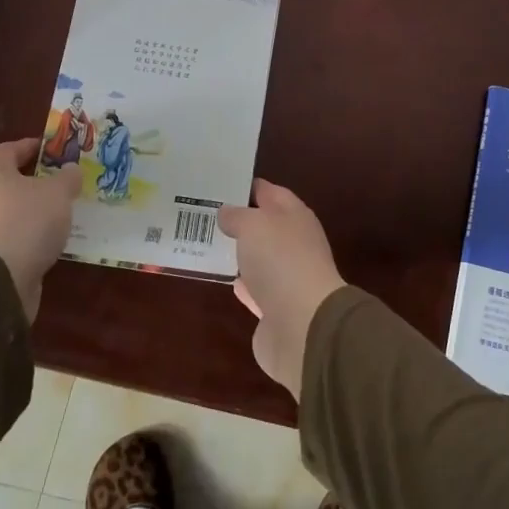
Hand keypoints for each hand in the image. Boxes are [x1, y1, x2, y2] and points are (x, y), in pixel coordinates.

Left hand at [0, 138, 80, 318]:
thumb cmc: (27, 223)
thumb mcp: (59, 194)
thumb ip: (67, 178)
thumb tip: (70, 169)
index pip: (7, 149)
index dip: (28, 147)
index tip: (48, 150)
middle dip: (14, 178)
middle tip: (39, 181)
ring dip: (14, 210)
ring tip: (44, 217)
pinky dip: (12, 235)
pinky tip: (34, 243)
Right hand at [217, 179, 346, 398]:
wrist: (303, 325)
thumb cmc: (280, 261)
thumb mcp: (253, 225)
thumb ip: (237, 215)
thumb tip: (227, 212)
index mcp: (295, 216)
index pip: (270, 192)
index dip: (247, 186)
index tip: (219, 183)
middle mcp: (294, 244)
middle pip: (265, 226)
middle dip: (240, 221)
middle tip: (205, 214)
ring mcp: (287, 278)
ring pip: (260, 258)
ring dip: (241, 253)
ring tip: (209, 244)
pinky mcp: (276, 310)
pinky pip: (255, 290)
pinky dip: (243, 284)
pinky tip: (225, 279)